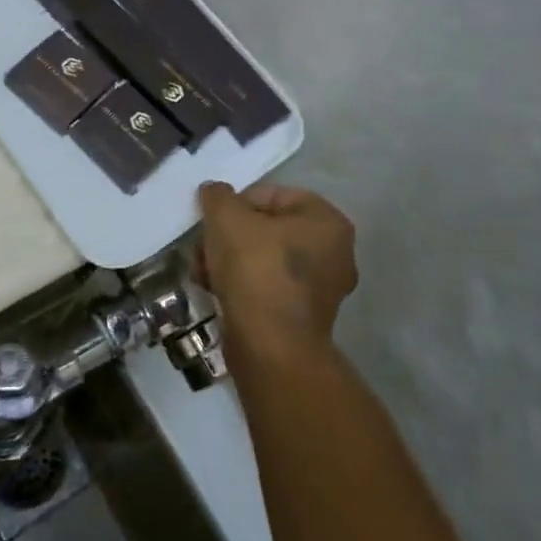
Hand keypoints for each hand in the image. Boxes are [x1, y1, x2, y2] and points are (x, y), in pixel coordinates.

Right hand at [197, 181, 356, 360]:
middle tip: (205, 248)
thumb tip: (215, 193)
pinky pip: (267, 287)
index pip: (272, 194)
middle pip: (266, 228)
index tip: (214, 223)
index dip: (236, 205)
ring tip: (204, 273)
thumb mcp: (226, 217)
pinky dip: (242, 286)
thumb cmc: (256, 269)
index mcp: (327, 221)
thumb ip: (218, 196)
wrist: (270, 348)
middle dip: (229, 236)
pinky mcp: (304, 318)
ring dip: (230, 261)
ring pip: (263, 258)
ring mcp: (322, 289)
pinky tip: (216, 292)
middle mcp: (335, 252)